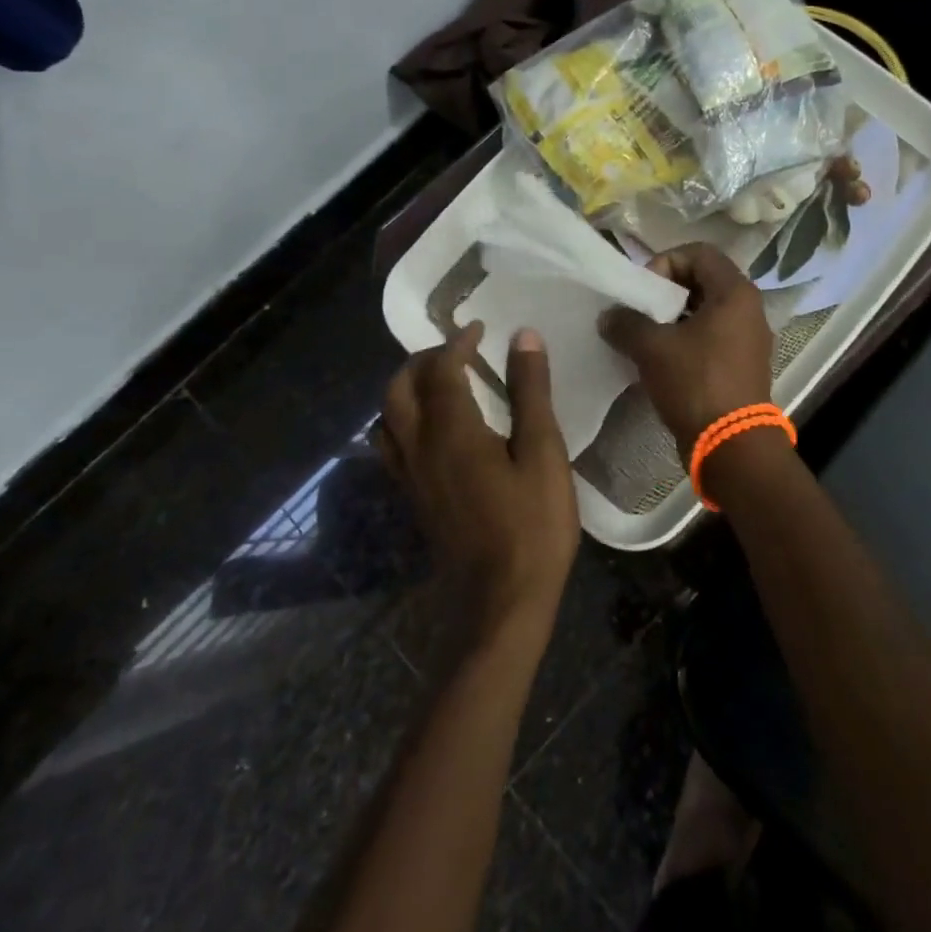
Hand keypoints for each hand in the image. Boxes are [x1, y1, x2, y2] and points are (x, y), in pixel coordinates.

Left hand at [377, 324, 579, 641]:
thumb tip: (523, 337)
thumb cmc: (532, 526)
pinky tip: (436, 430)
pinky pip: (394, 446)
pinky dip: (405, 421)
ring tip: (440, 384)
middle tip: (455, 351)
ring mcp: (411, 478)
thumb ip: (530, 392)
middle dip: (421, 361)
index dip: (457, 343)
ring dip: (406, 390)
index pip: (441, 370)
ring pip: (387, 419)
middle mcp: (419, 448)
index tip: (479, 329)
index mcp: (451, 431)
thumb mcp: (543, 453)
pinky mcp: (415, 500)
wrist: (502, 603)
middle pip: (398, 390)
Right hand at [599, 244, 774, 450]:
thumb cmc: (696, 384)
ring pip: (704, 312)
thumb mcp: (652, 348)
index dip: (665, 262)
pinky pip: (709, 338)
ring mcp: (746, 340)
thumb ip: (626, 322)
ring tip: (643, 337)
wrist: (731, 447)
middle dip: (665, 292)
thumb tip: (609, 315)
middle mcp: (748, 310)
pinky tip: (658, 360)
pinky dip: (683, 341)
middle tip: (639, 312)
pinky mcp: (740, 366)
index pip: (699, 253)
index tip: (643, 291)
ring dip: (671, 319)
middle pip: (701, 281)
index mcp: (735, 293)